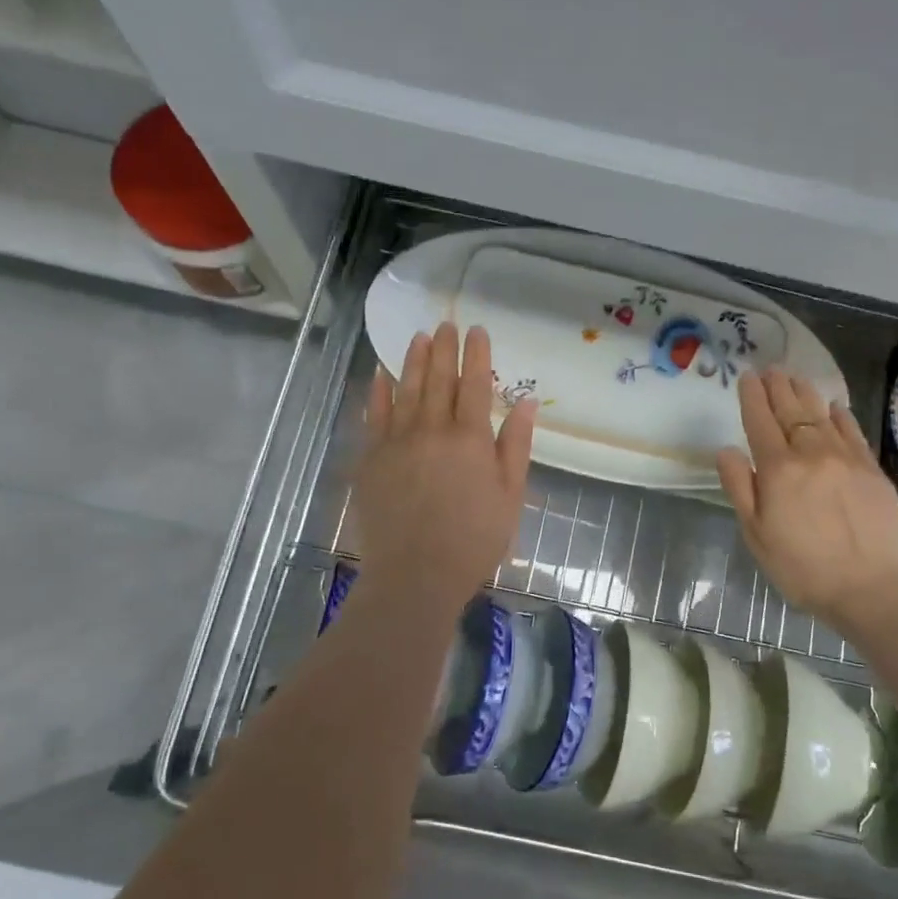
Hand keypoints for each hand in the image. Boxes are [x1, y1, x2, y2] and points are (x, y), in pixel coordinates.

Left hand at [357, 323, 535, 605]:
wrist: (416, 574)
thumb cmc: (474, 539)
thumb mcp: (510, 495)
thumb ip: (515, 444)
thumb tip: (525, 401)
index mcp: (470, 439)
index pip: (474, 384)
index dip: (477, 354)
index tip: (477, 330)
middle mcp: (432, 430)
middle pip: (439, 379)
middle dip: (444, 348)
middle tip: (447, 324)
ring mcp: (397, 442)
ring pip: (406, 390)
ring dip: (413, 360)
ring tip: (419, 337)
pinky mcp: (372, 459)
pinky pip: (374, 416)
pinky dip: (378, 392)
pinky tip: (381, 375)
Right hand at [716, 368, 897, 633]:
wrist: (868, 587)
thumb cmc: (801, 566)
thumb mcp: (756, 534)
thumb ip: (740, 487)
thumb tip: (727, 449)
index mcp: (778, 469)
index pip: (760, 421)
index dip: (752, 397)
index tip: (747, 377)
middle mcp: (811, 453)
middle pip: (791, 411)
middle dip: (778, 387)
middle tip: (770, 369)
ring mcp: (845, 458)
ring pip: (821, 415)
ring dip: (806, 394)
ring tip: (795, 378)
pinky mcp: (871, 470)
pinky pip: (852, 431)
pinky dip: (840, 415)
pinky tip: (834, 407)